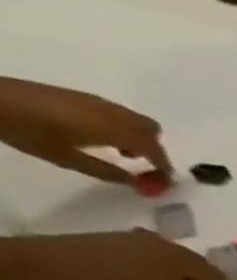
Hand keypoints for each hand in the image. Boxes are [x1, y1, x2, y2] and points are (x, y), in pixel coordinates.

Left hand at [0, 78, 171, 184]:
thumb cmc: (30, 132)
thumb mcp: (68, 159)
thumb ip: (108, 172)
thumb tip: (136, 182)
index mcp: (115, 130)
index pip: (155, 151)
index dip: (164, 168)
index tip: (163, 183)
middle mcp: (113, 114)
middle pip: (151, 130)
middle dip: (153, 149)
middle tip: (142, 165)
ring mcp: (97, 102)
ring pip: (136, 120)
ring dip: (138, 136)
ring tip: (119, 151)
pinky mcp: (82, 97)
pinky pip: (117, 113)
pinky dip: (121, 126)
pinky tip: (100, 136)